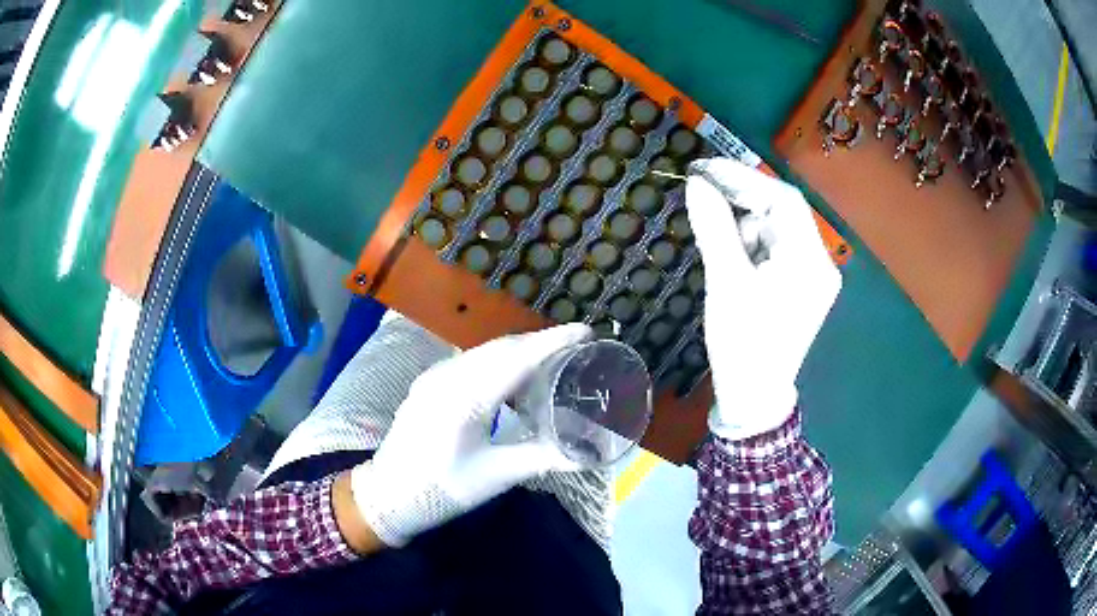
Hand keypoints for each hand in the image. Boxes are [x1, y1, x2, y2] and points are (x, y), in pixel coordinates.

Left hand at [349, 324, 591, 546]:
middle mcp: (447, 377)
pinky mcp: (429, 383)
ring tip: (552, 357)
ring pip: (485, 352)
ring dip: (520, 350)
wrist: (387, 495)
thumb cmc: (441, 490)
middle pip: (501, 348)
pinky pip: (471, 361)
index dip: (552, 342)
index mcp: (464, 399)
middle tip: (577, 345)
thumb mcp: (494, 477)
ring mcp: (434, 377)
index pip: (516, 359)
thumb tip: (587, 452)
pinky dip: (499, 360)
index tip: (585, 330)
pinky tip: (513, 375)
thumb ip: (541, 458)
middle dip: (540, 342)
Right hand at [684, 158, 840, 439]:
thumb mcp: (726, 283)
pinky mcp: (800, 284)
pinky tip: (730, 255)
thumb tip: (697, 183)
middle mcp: (819, 263)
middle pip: (782, 212)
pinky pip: (774, 248)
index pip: (784, 201)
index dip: (743, 178)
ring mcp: (812, 274)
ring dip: (743, 223)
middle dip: (742, 200)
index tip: (704, 169)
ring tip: (714, 236)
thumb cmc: (742, 344)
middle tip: (701, 190)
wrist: (752, 397)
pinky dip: (749, 242)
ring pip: (776, 228)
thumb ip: (714, 228)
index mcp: (811, 262)